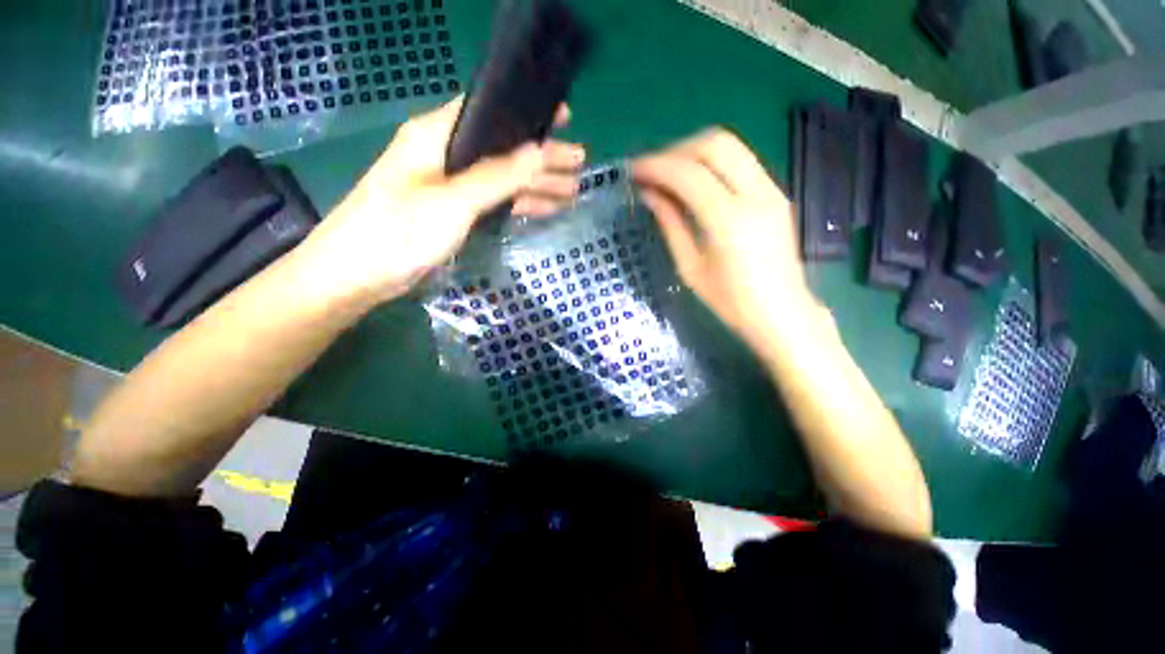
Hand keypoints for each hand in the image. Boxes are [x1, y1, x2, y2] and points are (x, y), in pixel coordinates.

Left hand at [297, 96, 584, 304]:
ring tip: (572, 191)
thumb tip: (537, 152)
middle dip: (542, 157)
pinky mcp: (452, 213)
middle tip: (580, 164)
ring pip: (502, 179)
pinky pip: (494, 202)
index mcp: (437, 136)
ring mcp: (449, 187)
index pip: (489, 111)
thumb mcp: (452, 201)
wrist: (356, 275)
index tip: (563, 118)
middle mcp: (445, 155)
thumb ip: (496, 177)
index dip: (526, 113)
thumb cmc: (398, 231)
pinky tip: (544, 208)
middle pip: (503, 149)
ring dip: (536, 184)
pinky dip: (519, 204)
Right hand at [633, 128, 814, 351]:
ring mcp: (771, 190)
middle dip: (675, 151)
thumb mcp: (690, 267)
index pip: (689, 174)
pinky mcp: (776, 192)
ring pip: (730, 146)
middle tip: (651, 170)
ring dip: (694, 151)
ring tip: (669, 172)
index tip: (633, 170)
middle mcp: (755, 194)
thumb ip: (670, 224)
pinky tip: (694, 180)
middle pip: (714, 145)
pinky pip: (741, 160)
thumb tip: (649, 194)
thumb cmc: (730, 301)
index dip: (656, 166)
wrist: (781, 312)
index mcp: (729, 221)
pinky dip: (712, 161)